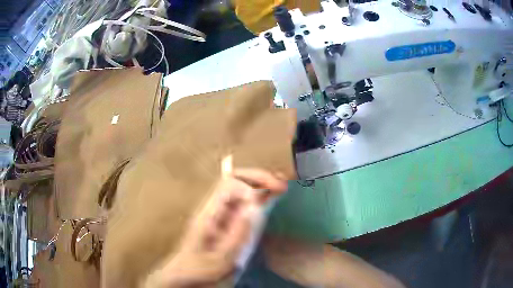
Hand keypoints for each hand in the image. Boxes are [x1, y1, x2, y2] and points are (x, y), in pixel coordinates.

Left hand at [143, 169, 287, 287]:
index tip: (269, 194)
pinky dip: (257, 195)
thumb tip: (254, 207)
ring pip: (239, 187)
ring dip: (260, 183)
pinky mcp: (224, 219)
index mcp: (209, 213)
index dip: (250, 184)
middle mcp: (213, 207)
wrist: (184, 273)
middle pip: (235, 179)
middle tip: (281, 184)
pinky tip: (270, 196)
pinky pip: (241, 201)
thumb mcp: (220, 258)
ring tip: (281, 185)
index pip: (229, 184)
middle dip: (259, 178)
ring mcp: (218, 212)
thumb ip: (237, 235)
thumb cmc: (200, 268)